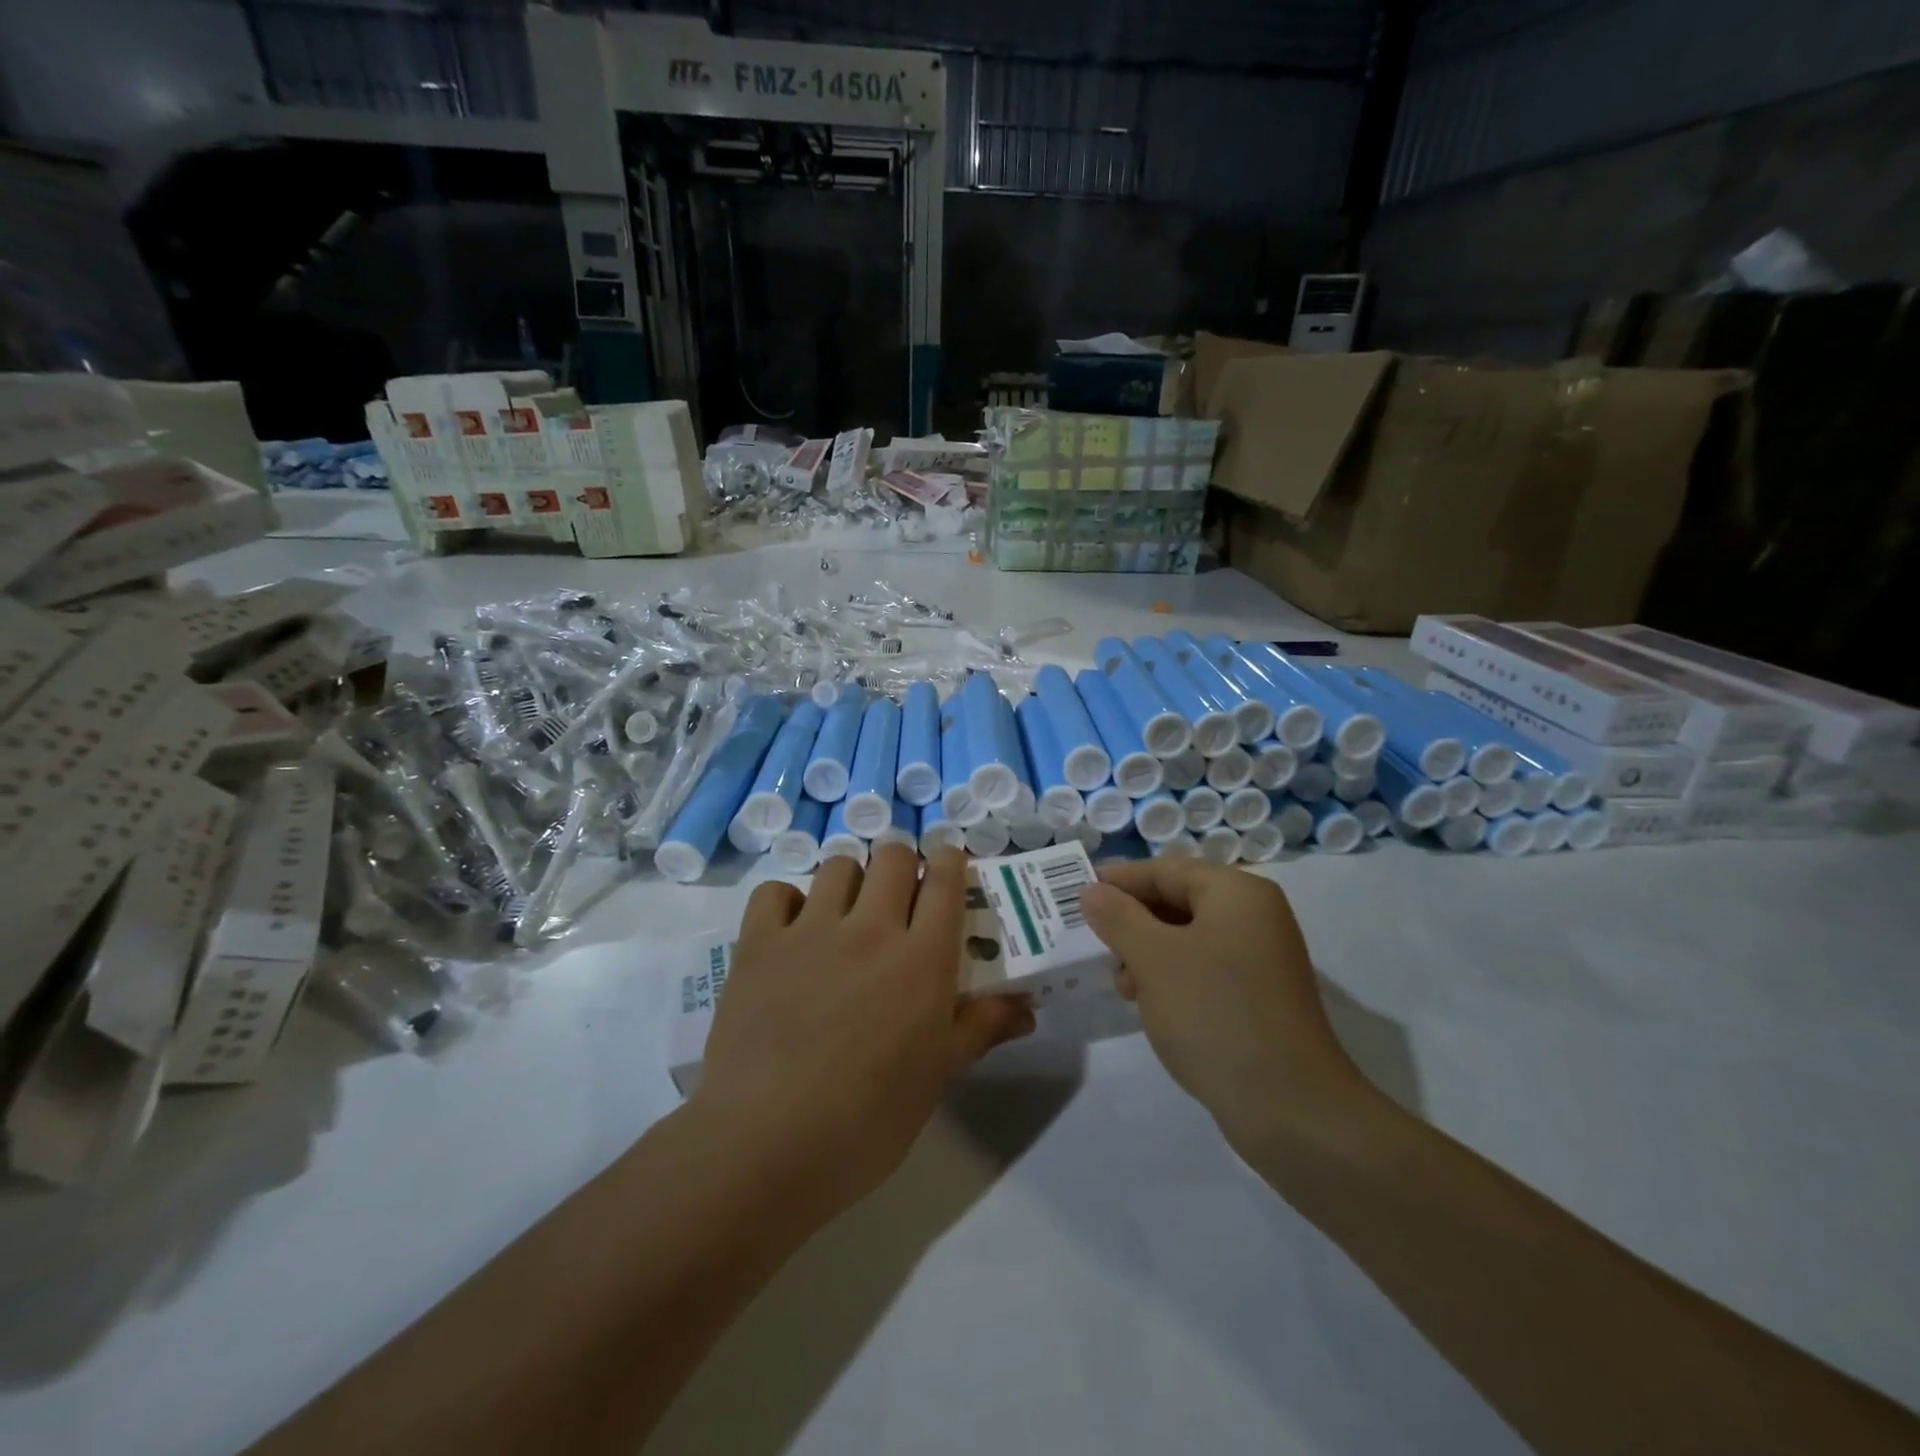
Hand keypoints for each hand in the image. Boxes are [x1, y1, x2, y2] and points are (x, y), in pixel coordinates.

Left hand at [690, 845, 1033, 1221]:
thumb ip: (981, 1028)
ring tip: (846, 916)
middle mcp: (870, 928)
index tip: (947, 869)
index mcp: (922, 958)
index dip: (949, 861)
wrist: (766, 1145)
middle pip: (892, 857)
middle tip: (897, 902)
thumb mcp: (937, 1075)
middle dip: (902, 866)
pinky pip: (775, 892)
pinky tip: (791, 932)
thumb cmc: (868, 1120)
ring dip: (850, 881)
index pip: (944, 878)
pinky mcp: (759, 943)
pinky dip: (787, 902)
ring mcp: (810, 930)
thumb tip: (1028, 1006)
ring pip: (838, 865)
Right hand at [1079, 860, 1368, 1149]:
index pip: (1166, 869)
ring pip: (1188, 937)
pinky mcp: (1259, 996)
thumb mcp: (1154, 959)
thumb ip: (1118, 917)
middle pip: (1179, 900)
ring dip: (1147, 952)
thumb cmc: (1214, 1014)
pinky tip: (1148, 1003)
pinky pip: (1204, 968)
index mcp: (1237, 893)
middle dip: (1132, 920)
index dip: (1120, 880)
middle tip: (1095, 943)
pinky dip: (1172, 976)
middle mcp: (1255, 916)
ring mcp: (1261, 958)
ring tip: (1121, 984)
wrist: (1291, 1109)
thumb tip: (1093, 891)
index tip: (1078, 894)